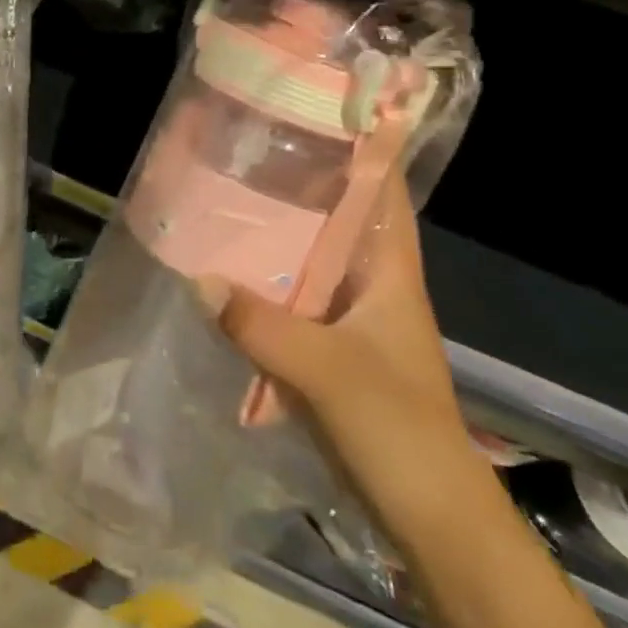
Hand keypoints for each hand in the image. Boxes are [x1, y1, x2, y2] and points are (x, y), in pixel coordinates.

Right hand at [206, 176, 493, 548]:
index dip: (361, 148)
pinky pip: (290, 302)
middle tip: (244, 148)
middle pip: (335, 219)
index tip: (317, 109)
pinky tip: (222, 275)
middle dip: (297, 184)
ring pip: (308, 261)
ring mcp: (348, 320)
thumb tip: (197, 278)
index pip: (381, 193)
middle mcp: (370, 285)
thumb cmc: (398, 430)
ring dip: (274, 236)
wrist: (429, 517)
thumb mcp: (329, 372)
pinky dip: (261, 284)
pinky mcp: (327, 352)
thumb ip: (263, 324)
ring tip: (222, 199)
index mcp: (389, 273)